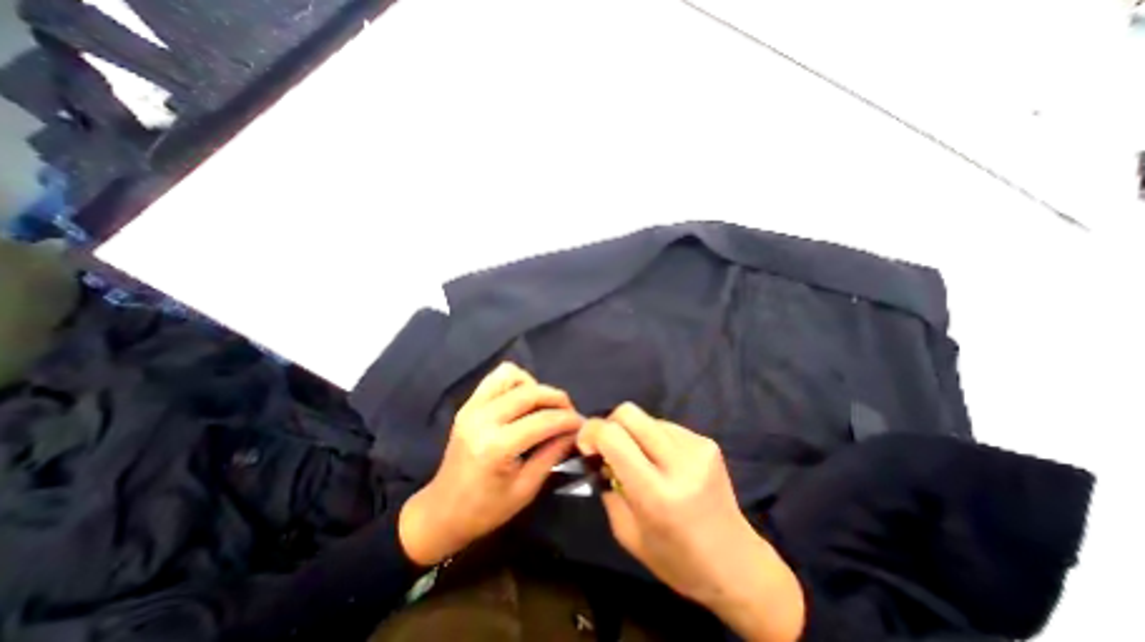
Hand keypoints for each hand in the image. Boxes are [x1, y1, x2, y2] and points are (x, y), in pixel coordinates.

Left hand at [401, 364, 581, 564]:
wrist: (441, 511)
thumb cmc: (486, 509)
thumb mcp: (526, 488)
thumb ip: (552, 454)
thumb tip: (574, 432)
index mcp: (496, 446)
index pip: (543, 420)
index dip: (568, 419)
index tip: (582, 423)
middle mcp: (483, 419)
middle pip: (530, 393)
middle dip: (557, 399)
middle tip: (569, 413)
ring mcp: (472, 407)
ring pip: (512, 375)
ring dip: (534, 387)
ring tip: (543, 406)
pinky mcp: (468, 404)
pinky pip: (496, 378)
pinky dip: (515, 382)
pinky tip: (523, 399)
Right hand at [584, 404, 803, 640]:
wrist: (736, 563)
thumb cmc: (676, 559)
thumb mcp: (627, 533)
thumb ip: (607, 487)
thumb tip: (598, 454)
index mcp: (656, 494)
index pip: (613, 437)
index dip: (592, 432)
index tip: (587, 446)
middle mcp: (679, 463)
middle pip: (629, 412)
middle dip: (610, 424)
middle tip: (609, 447)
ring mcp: (697, 448)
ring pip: (646, 417)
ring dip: (634, 433)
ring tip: (641, 459)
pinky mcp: (707, 442)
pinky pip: (665, 425)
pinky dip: (654, 438)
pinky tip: (662, 460)